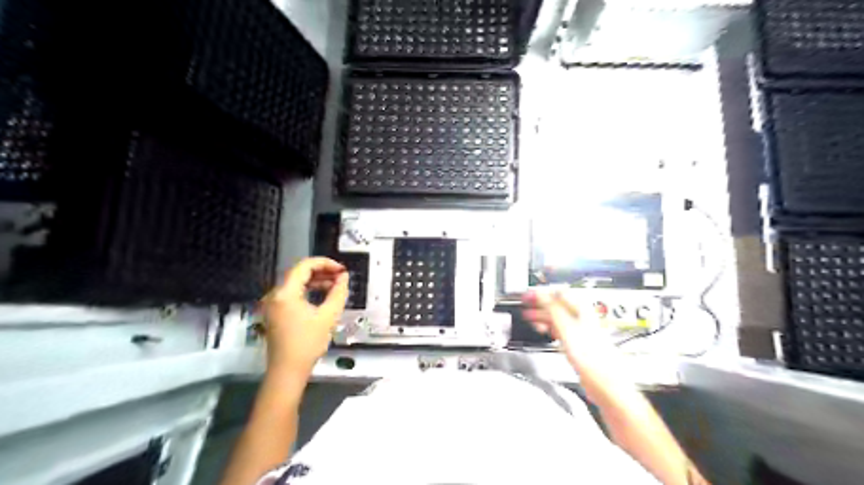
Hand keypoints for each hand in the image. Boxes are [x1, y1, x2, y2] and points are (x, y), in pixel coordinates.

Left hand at [261, 257, 347, 374]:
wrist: (287, 371)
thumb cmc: (307, 343)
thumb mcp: (328, 317)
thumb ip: (338, 293)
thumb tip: (344, 277)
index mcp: (285, 293)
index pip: (304, 266)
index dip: (325, 263)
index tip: (342, 270)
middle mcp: (275, 294)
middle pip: (299, 273)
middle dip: (322, 272)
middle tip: (341, 276)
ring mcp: (273, 304)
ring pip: (296, 283)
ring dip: (316, 281)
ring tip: (335, 285)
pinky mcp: (275, 313)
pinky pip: (293, 294)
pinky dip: (308, 291)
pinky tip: (322, 296)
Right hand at [523, 289, 616, 359]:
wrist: (602, 377)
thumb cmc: (591, 352)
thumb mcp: (565, 326)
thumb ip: (552, 308)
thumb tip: (540, 293)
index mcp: (580, 307)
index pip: (558, 292)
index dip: (542, 293)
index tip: (529, 295)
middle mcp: (579, 315)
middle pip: (556, 304)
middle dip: (540, 304)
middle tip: (526, 304)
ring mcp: (577, 328)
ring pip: (556, 317)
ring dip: (542, 316)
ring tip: (530, 317)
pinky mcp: (574, 340)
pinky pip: (558, 328)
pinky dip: (548, 327)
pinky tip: (542, 329)